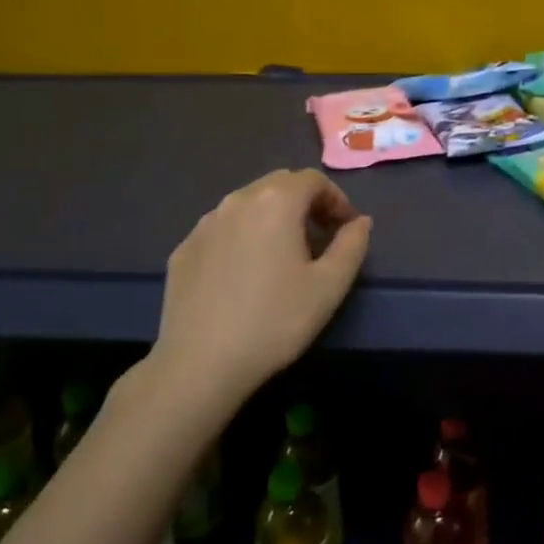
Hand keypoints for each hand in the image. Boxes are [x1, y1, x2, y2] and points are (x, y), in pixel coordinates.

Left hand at [150, 169, 371, 398]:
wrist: (200, 363)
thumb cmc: (275, 320)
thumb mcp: (330, 286)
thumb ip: (352, 245)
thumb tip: (359, 222)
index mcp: (276, 202)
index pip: (313, 180)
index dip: (336, 199)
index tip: (347, 229)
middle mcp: (237, 200)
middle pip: (279, 185)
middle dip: (305, 203)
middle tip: (321, 238)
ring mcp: (204, 224)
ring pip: (247, 205)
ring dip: (272, 218)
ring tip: (284, 255)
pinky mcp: (183, 249)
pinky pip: (222, 229)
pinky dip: (242, 237)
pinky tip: (246, 274)